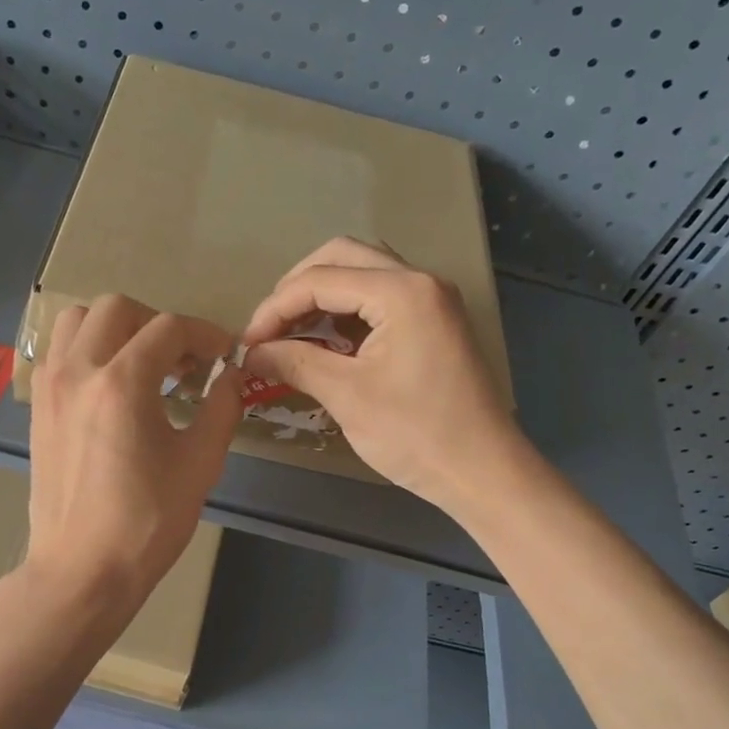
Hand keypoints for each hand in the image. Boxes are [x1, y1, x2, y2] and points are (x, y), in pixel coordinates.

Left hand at [25, 294, 241, 618]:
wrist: (83, 569)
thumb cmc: (147, 522)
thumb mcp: (200, 464)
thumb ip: (221, 407)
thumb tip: (232, 375)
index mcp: (121, 383)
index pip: (169, 328)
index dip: (205, 334)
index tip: (224, 355)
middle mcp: (78, 370)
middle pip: (117, 308)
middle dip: (158, 324)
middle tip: (183, 361)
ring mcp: (50, 387)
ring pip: (77, 320)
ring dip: (115, 328)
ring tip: (141, 364)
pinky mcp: (38, 407)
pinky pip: (58, 351)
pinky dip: (87, 349)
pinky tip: (110, 386)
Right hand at [241, 236, 519, 511]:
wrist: (482, 471)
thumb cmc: (415, 434)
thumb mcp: (347, 396)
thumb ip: (295, 363)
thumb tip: (251, 353)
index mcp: (401, 291)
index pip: (319, 280)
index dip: (274, 309)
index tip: (247, 344)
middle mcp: (419, 281)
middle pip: (342, 257)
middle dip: (297, 289)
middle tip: (270, 330)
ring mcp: (431, 299)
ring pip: (362, 274)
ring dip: (322, 297)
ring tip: (290, 335)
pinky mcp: (433, 322)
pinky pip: (380, 298)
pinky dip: (346, 312)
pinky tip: (325, 344)